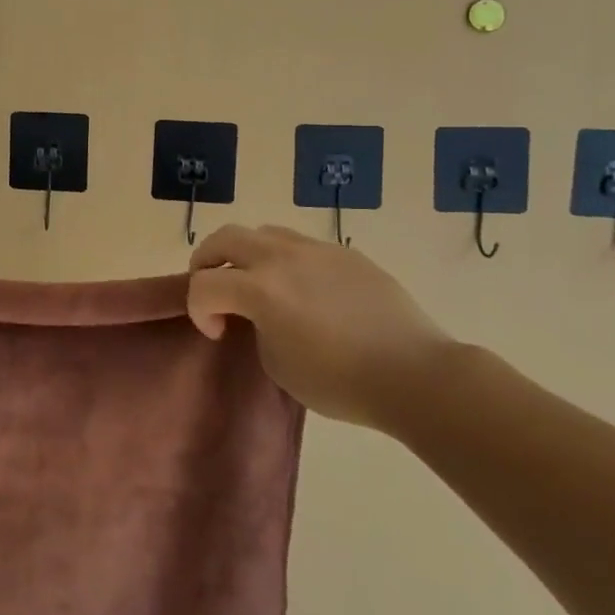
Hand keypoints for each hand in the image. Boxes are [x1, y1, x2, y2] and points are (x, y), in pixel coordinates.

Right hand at [188, 224, 458, 430]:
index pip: (204, 285)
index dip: (199, 310)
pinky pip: (301, 245)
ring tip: (257, 283)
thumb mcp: (277, 363)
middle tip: (215, 290)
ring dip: (246, 254)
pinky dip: (285, 260)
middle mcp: (281, 258)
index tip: (216, 333)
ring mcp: (316, 249)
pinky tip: (304, 290)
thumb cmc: (340, 381)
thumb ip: (256, 327)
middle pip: (224, 238)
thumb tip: (260, 314)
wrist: (415, 374)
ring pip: (263, 233)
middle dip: (207, 262)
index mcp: (260, 288)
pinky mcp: (345, 253)